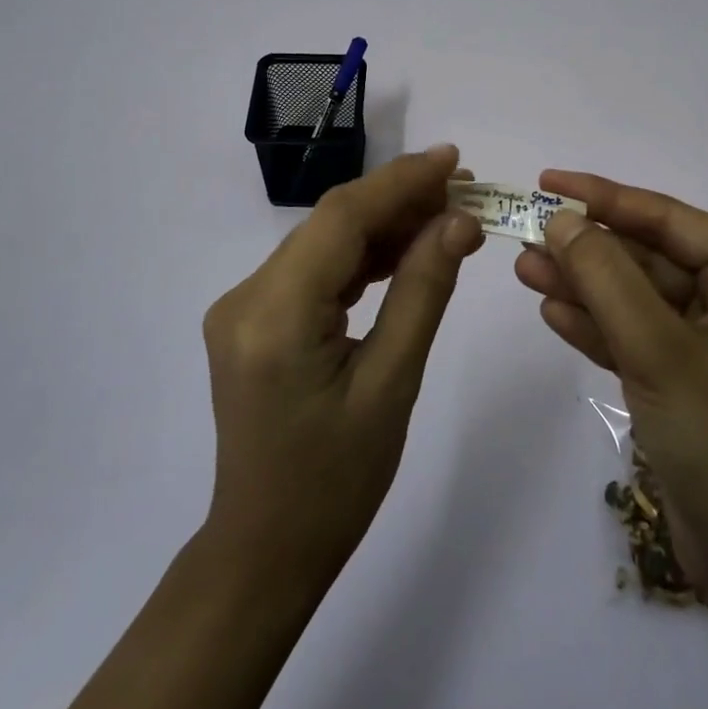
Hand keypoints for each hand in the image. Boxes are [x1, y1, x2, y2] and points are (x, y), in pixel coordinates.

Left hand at [201, 145, 483, 587]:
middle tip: (464, 188)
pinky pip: (314, 269)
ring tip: (446, 212)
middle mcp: (246, 298)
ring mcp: (243, 306)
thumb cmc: (336, 483)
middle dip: (398, 199)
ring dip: (383, 224)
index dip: (399, 182)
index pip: (340, 220)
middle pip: (330, 224)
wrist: (265, 549)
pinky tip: (405, 249)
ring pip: (324, 242)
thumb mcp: (392, 386)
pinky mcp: (253, 317)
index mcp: (274, 317)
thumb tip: (458, 222)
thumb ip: (422, 292)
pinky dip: (361, 256)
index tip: (452, 160)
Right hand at [515, 171, 707, 608]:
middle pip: (646, 257)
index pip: (668, 219)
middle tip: (524, 234)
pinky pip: (632, 337)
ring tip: (522, 269)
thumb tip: (562, 219)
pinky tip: (551, 312)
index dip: (605, 196)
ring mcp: (706, 344)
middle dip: (587, 248)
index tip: (548, 182)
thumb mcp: (661, 352)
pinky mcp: (682, 382)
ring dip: (581, 285)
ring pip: (633, 298)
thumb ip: (607, 279)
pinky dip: (594, 326)